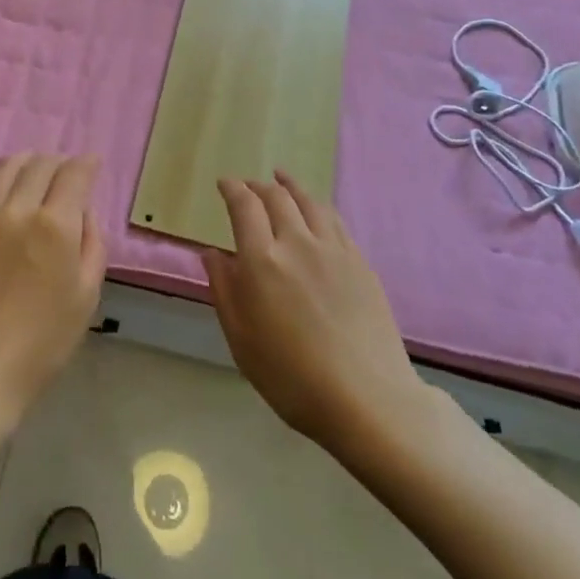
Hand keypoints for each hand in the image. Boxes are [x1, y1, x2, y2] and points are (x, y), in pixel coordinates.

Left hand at [0, 153, 106, 429]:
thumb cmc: (42, 342)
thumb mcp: (86, 296)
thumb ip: (91, 244)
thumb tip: (82, 212)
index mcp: (54, 225)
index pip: (73, 173)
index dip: (87, 163)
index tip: (93, 163)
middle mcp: (17, 209)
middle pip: (40, 164)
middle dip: (59, 162)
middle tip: (68, 172)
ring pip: (6, 167)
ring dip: (27, 162)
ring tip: (36, 172)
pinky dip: (0, 183)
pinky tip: (6, 197)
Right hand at [204, 171, 424, 453]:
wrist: (367, 399)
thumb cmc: (292, 377)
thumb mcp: (241, 339)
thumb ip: (224, 290)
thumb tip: (212, 253)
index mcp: (262, 260)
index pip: (244, 206)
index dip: (232, 188)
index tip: (224, 183)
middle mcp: (297, 242)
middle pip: (276, 197)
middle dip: (258, 185)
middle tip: (248, 185)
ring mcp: (334, 249)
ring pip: (309, 201)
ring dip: (290, 186)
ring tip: (282, 179)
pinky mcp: (360, 262)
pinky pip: (334, 219)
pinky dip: (317, 205)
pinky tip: (316, 210)